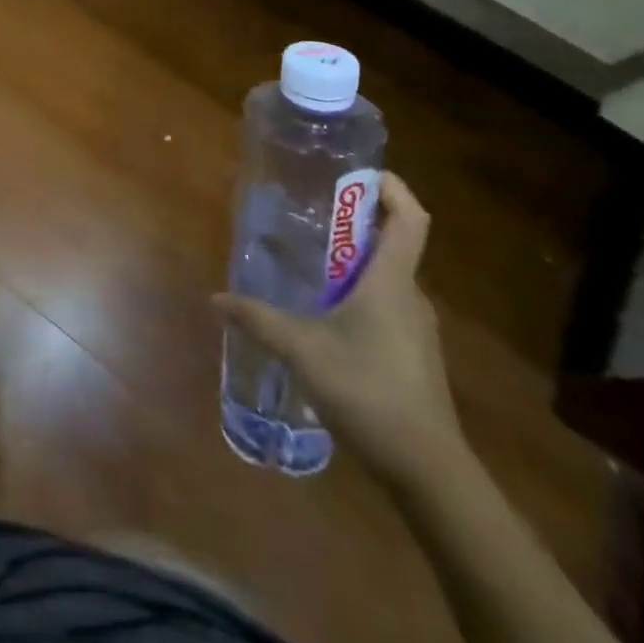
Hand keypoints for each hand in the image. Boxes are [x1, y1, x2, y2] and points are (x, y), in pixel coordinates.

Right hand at [213, 174, 461, 489]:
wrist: (427, 470)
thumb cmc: (367, 391)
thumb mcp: (301, 350)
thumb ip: (258, 319)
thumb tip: (216, 298)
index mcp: (391, 281)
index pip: (410, 219)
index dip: (392, 188)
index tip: (360, 172)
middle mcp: (410, 296)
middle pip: (393, 242)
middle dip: (356, 221)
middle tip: (313, 211)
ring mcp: (416, 327)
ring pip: (387, 277)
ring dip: (354, 260)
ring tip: (311, 260)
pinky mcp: (414, 354)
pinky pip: (387, 304)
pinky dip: (359, 293)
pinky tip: (326, 314)